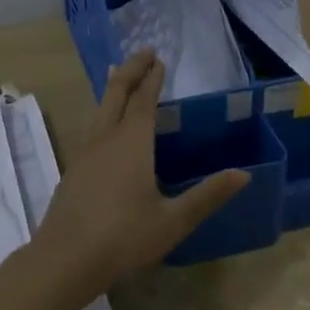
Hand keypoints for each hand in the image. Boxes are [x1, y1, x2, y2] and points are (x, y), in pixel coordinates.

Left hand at [32, 49, 250, 293]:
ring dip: (113, 88)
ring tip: (118, 75)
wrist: (66, 257)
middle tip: (143, 52)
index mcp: (132, 142)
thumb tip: (243, 174)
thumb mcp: (173, 220)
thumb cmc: (124, 236)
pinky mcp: (74, 168)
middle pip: (116, 93)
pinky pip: (92, 126)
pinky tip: (104, 125)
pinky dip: (103, 111)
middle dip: (130, 69)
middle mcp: (106, 138)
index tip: (159, 59)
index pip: (143, 100)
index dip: (152, 78)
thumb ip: (207, 196)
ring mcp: (85, 152)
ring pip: (100, 108)